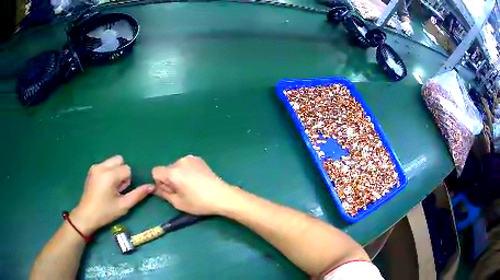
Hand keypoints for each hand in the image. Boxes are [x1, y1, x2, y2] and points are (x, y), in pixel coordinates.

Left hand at [71, 155, 154, 234]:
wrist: (87, 215)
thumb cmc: (106, 212)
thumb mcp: (124, 205)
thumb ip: (138, 194)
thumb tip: (151, 186)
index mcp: (109, 175)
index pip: (127, 169)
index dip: (127, 181)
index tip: (121, 192)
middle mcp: (102, 166)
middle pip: (119, 160)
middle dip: (122, 172)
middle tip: (117, 188)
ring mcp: (95, 166)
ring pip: (112, 161)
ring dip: (116, 171)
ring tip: (111, 187)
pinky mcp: (92, 169)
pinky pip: (106, 164)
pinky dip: (109, 172)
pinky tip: (105, 186)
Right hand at [152, 155, 235, 214]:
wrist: (222, 196)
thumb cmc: (199, 202)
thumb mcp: (178, 203)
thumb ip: (163, 193)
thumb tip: (155, 188)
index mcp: (173, 172)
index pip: (155, 171)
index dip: (159, 182)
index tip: (170, 190)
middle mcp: (180, 161)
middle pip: (166, 169)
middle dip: (169, 179)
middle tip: (182, 191)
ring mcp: (190, 158)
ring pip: (176, 167)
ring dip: (178, 175)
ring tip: (191, 186)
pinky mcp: (198, 159)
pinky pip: (185, 165)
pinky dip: (186, 171)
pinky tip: (197, 180)